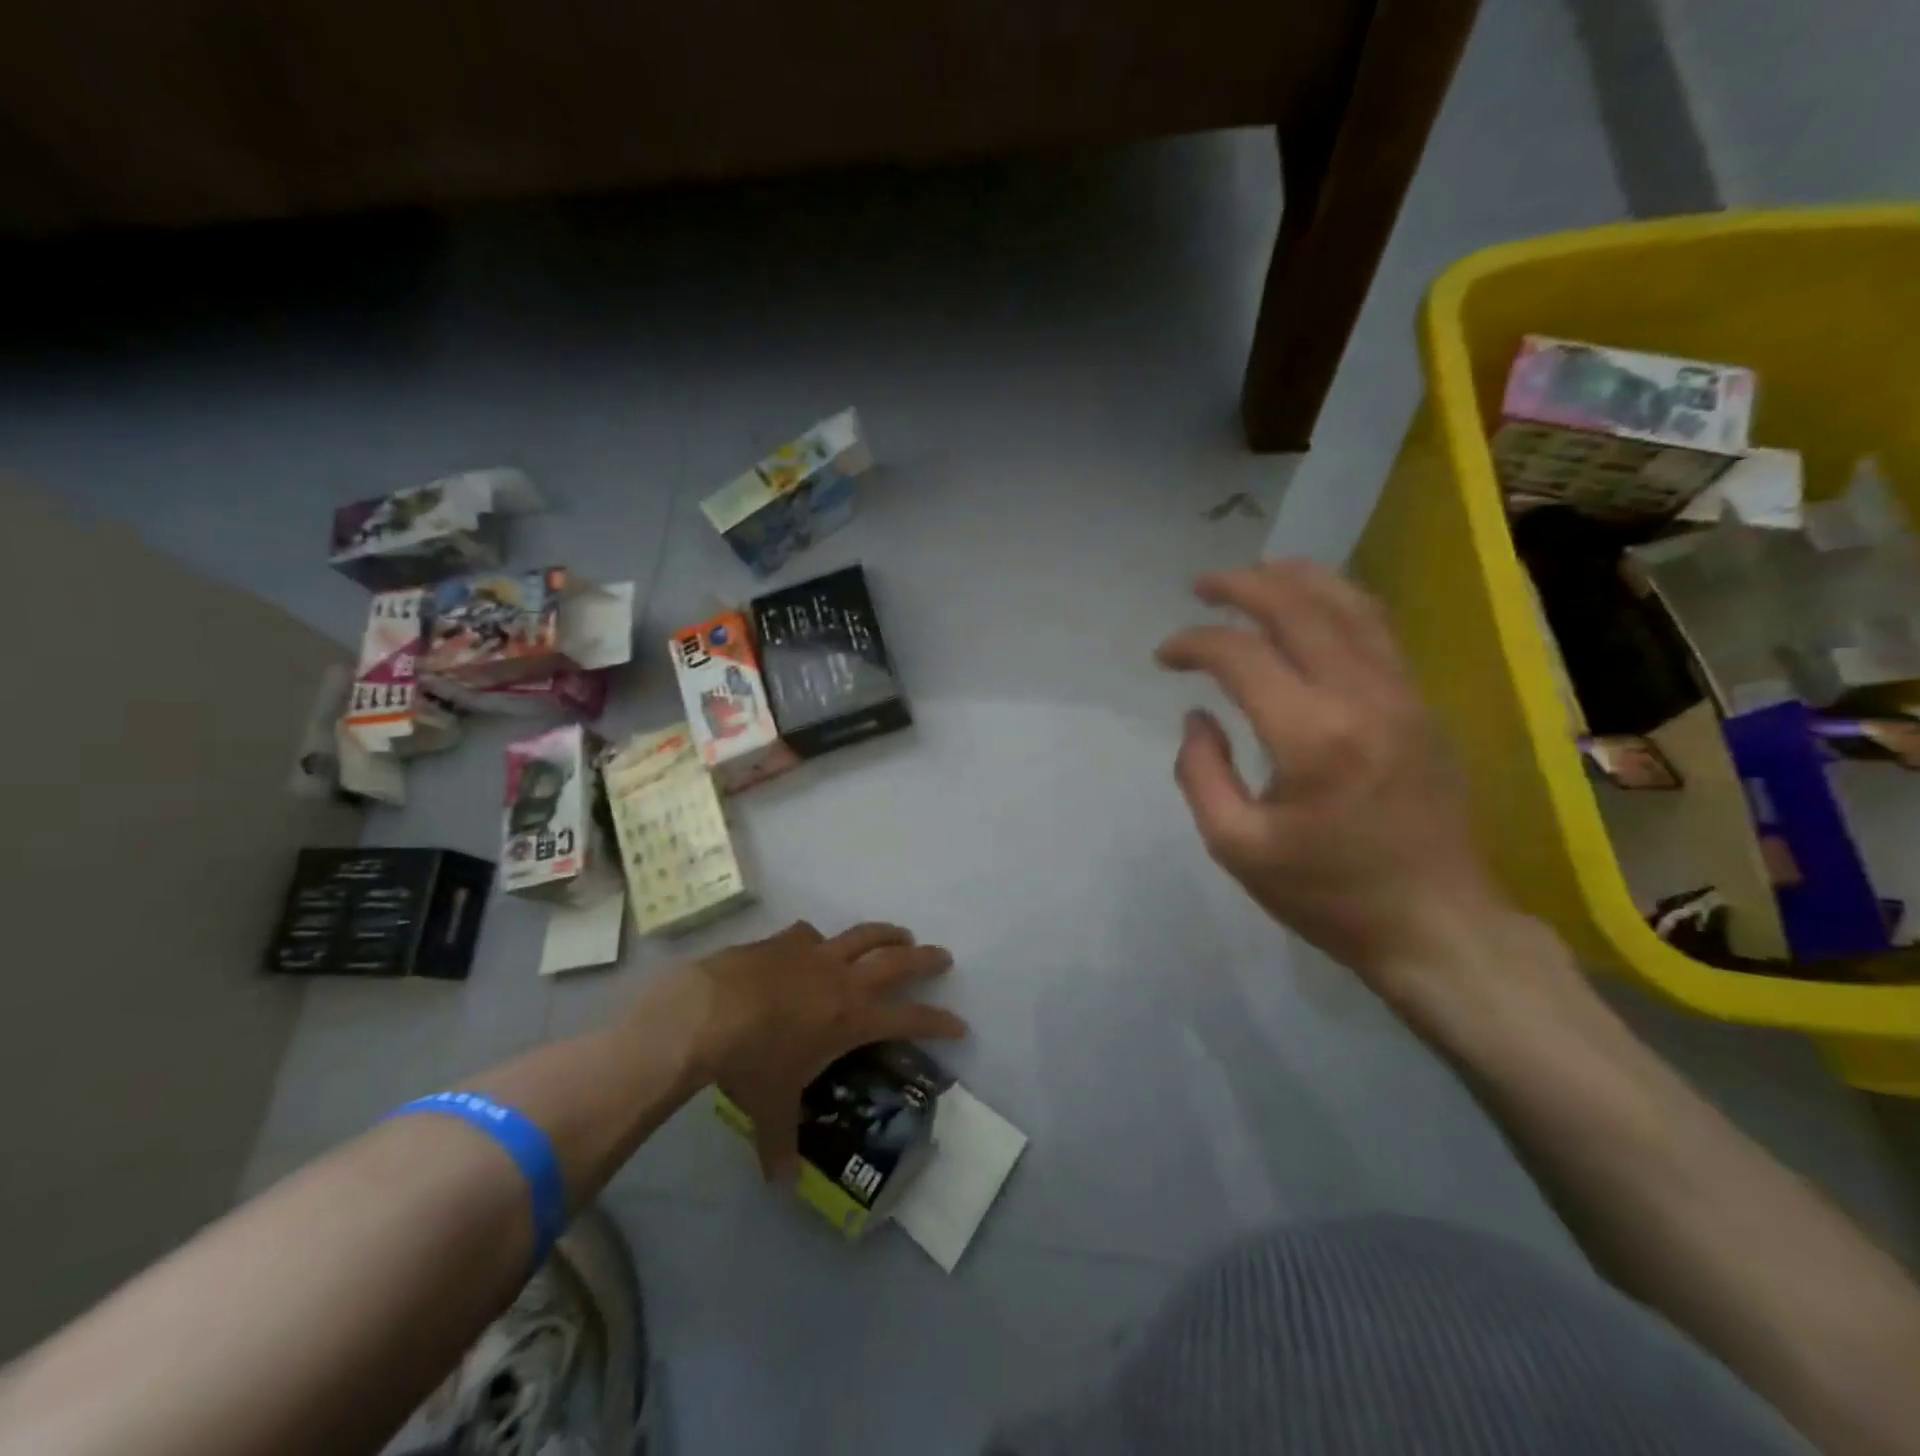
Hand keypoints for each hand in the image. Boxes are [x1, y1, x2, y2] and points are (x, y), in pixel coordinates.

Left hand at [684, 920, 965, 1179]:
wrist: (708, 1010)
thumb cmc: (751, 1061)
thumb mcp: (769, 1109)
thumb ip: (780, 1144)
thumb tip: (782, 1186)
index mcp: (851, 1017)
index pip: (909, 1019)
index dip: (938, 1021)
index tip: (960, 1024)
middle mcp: (842, 979)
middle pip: (896, 960)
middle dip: (924, 958)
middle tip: (943, 956)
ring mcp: (813, 954)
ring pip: (862, 935)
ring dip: (886, 933)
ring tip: (900, 934)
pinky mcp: (783, 941)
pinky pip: (810, 935)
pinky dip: (818, 940)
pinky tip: (813, 943)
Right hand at [1156, 560, 1509, 999]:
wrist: (1435, 924)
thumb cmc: (1327, 894)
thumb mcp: (1236, 847)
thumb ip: (1200, 773)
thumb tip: (1198, 716)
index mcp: (1312, 737)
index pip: (1241, 656)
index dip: (1193, 644)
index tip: (1164, 656)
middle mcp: (1362, 698)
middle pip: (1299, 608)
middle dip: (1242, 586)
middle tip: (1202, 585)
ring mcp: (1401, 696)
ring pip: (1350, 606)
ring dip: (1297, 579)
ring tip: (1256, 571)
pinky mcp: (1420, 705)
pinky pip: (1377, 631)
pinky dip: (1337, 602)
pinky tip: (1312, 604)